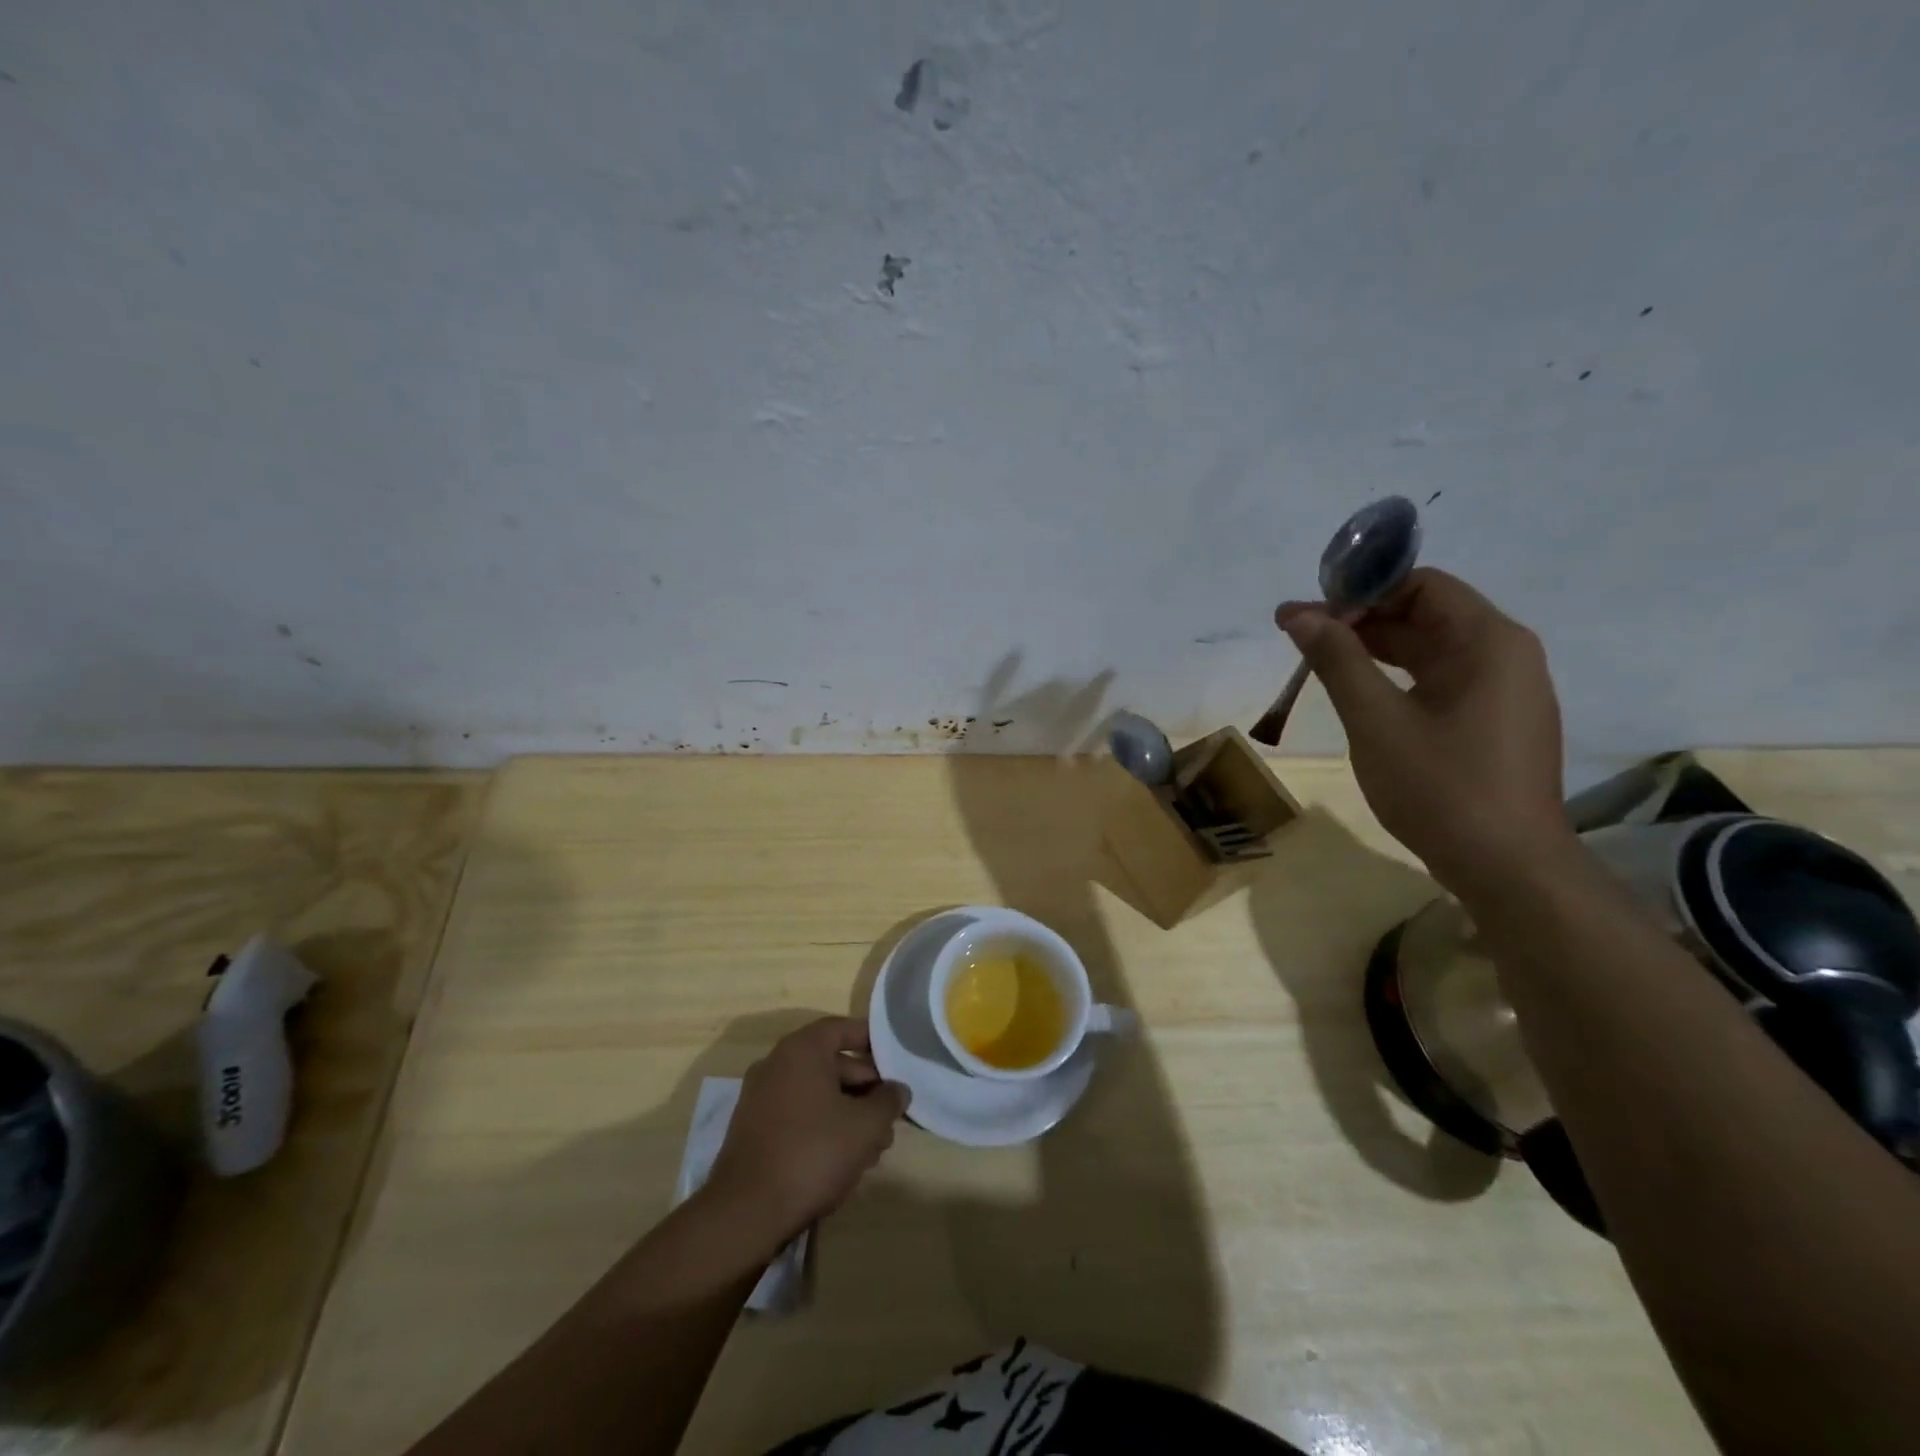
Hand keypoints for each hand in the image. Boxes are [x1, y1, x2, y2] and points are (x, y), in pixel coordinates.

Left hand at [704, 1017, 907, 1250]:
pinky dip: (823, 1126)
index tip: (895, 1058)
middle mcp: (777, 1064)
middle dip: (866, 1089)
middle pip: (832, 1063)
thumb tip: (898, 1090)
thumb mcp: (865, 1126)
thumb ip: (888, 1101)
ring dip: (848, 1112)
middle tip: (890, 1116)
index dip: (872, 1040)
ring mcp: (761, 1097)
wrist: (746, 1212)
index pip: (843, 1028)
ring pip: (817, 1093)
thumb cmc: (812, 1153)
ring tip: (874, 1147)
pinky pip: (798, 1114)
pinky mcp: (754, 1129)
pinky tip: (844, 1159)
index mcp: (801, 1050)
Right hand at [1276, 568, 1573, 893]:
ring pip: (1430, 648)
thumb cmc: (1440, 787)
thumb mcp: (1376, 720)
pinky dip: (1397, 677)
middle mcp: (1505, 654)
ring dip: (1374, 649)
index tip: (1310, 615)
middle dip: (1360, 620)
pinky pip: (1441, 679)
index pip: (1420, 585)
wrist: (1507, 867)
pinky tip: (1359, 694)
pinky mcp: (1495, 720)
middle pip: (1425, 613)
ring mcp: (1504, 689)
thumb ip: (1337, 660)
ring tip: (1317, 662)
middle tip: (1299, 637)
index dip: (1361, 591)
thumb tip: (1298, 614)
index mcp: (1488, 641)